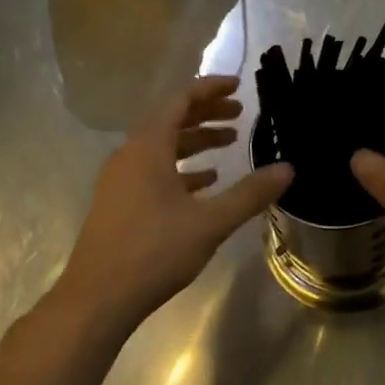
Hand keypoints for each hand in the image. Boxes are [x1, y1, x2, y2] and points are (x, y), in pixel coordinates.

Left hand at [52, 75, 291, 337]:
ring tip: (230, 144)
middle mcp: (129, 155)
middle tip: (240, 113)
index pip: (180, 100)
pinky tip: (205, 183)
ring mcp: (120, 180)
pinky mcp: (119, 203)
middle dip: (206, 114)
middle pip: (170, 120)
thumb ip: (249, 194)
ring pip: (162, 148)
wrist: (97, 298)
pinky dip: (181, 169)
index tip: (238, 86)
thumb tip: (287, 169)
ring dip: (195, 141)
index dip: (210, 89)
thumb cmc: (154, 252)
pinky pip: (153, 171)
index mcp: (147, 147)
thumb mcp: (210, 222)